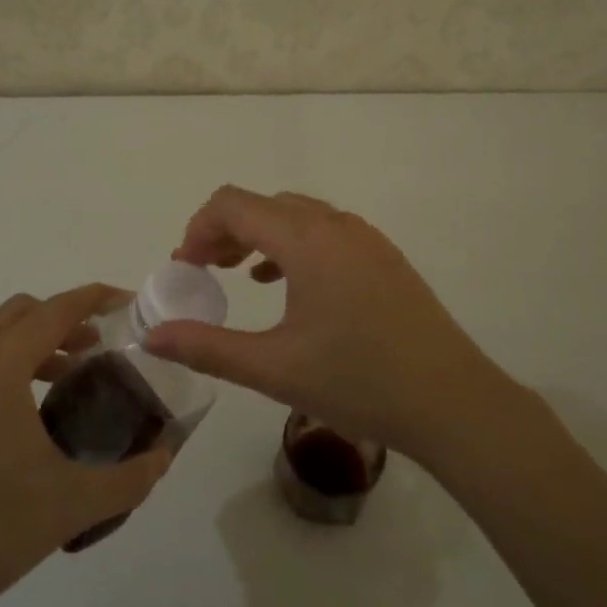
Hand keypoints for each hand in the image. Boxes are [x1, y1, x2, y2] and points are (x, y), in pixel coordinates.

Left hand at [0, 284, 170, 606]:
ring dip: (25, 349)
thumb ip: (129, 478)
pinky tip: (3, 431)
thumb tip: (164, 458)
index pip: (55, 311)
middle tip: (92, 349)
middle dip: (59, 320)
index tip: (124, 300)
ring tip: (55, 387)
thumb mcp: (72, 505)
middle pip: (17, 314)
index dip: (93, 298)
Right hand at [146, 186, 509, 461]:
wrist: (453, 401)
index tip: (185, 269)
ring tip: (238, 275)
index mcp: (305, 239)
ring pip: (295, 215)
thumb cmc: (359, 382)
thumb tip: (152, 337)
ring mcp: (364, 237)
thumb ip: (207, 348)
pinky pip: (324, 231)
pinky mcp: (382, 256)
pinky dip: (292, 245)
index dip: (198, 229)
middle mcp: (334, 224)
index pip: (233, 204)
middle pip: (262, 205)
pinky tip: (287, 285)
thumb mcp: (274, 368)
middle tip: (204, 273)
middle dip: (224, 231)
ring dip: (259, 236)